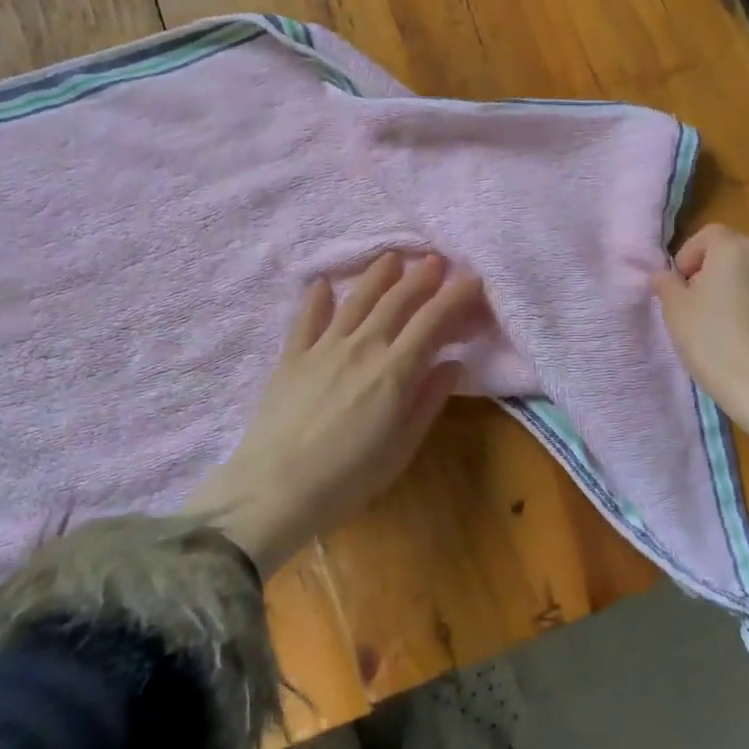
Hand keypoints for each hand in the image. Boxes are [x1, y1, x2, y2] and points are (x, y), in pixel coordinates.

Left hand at [185, 252, 484, 574]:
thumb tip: (452, 362)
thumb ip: (428, 400)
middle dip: (421, 277)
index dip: (456, 296)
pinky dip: (317, 297)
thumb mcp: (402, 447)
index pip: (433, 320)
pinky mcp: (292, 355)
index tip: (473, 279)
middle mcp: (363, 346)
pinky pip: (307, 317)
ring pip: (357, 300)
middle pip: (397, 300)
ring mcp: (324, 347)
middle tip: (435, 260)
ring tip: (392, 258)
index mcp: (395, 370)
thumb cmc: (348, 478)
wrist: (275, 489)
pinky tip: (323, 283)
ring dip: (378, 276)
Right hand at [653, 224, 748, 481]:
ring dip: (734, 290)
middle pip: (732, 253)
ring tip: (719, 324)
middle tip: (694, 306)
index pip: (707, 235)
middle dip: (710, 272)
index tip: (678, 286)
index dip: (687, 256)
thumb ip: (666, 284)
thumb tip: (665, 275)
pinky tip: (743, 339)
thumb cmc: (714, 342)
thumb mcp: (675, 311)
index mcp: (735, 248)